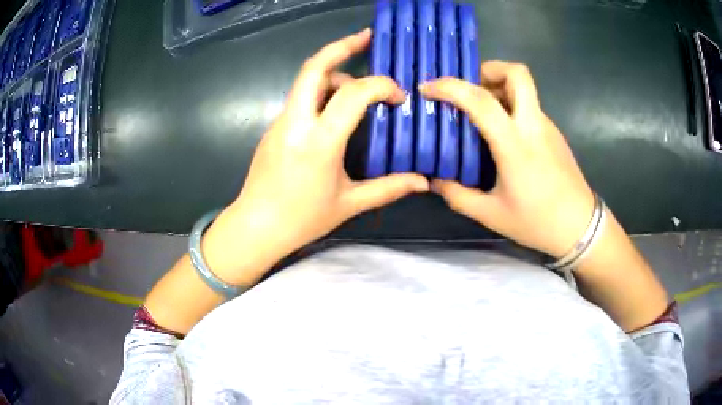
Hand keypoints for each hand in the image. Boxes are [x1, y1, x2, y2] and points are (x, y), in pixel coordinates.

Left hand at [201, 29, 428, 284]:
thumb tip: (423, 181)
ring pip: (306, 80)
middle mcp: (296, 122)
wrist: (256, 227)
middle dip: (342, 46)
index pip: (353, 94)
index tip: (398, 98)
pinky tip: (336, 110)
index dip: (381, 86)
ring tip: (358, 89)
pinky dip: (322, 91)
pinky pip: (301, 97)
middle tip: (366, 37)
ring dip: (334, 72)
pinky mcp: (274, 126)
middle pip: (315, 67)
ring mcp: (281, 121)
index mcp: (318, 141)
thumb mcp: (350, 204)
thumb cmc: (303, 219)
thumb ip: (388, 188)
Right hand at [420, 61, 593, 257]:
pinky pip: (528, 107)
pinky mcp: (554, 133)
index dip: (450, 87)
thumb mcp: (492, 215)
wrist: (580, 227)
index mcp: (515, 144)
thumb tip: (436, 181)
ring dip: (498, 88)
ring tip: (480, 114)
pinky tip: (502, 135)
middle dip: (489, 69)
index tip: (428, 89)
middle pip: (517, 73)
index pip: (481, 100)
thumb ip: (459, 196)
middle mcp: (533, 125)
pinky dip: (510, 107)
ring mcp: (547, 126)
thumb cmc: (538, 222)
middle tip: (470, 88)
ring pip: (523, 88)